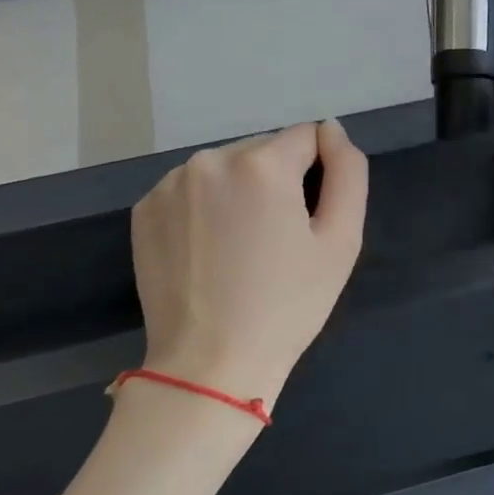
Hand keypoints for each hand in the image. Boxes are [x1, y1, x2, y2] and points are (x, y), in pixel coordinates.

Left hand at [131, 120, 366, 407]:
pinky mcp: (145, 210)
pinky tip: (212, 252)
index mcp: (260, 164)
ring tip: (245, 249)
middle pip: (265, 150)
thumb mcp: (342, 240)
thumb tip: (331, 130)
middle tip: (281, 240)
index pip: (307, 138)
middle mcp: (209, 160)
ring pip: (227, 169)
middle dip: (280, 181)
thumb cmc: (289, 304)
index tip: (312, 220)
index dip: (321, 175)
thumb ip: (349, 172)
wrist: (211, 364)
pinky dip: (209, 208)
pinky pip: (193, 190)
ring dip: (243, 192)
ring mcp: (169, 184)